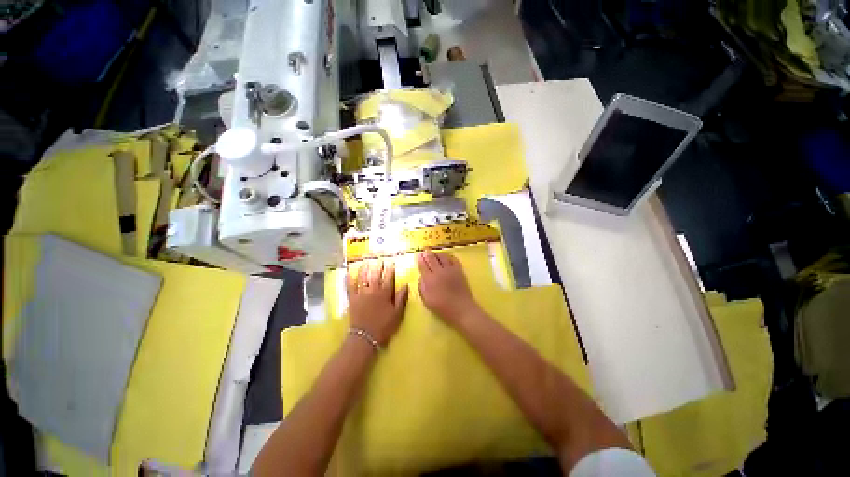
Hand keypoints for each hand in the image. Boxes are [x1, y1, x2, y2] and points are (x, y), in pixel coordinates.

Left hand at [347, 259, 408, 345]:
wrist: (365, 337)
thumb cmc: (384, 326)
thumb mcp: (397, 314)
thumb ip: (401, 298)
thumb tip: (405, 285)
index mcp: (385, 293)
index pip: (388, 278)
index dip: (390, 269)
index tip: (391, 262)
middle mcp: (373, 290)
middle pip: (375, 275)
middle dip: (378, 266)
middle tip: (379, 259)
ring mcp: (361, 294)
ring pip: (362, 278)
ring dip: (364, 269)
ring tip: (366, 262)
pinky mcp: (352, 299)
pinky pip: (350, 287)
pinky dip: (349, 280)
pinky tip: (348, 273)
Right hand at [417, 251, 480, 326]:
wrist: (461, 309)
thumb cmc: (442, 308)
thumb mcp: (426, 300)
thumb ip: (422, 287)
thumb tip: (421, 276)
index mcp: (430, 279)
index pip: (423, 265)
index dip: (419, 259)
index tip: (417, 255)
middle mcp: (439, 271)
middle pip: (432, 258)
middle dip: (427, 253)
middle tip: (424, 250)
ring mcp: (450, 270)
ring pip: (442, 257)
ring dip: (437, 254)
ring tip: (434, 253)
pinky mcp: (459, 270)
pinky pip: (453, 259)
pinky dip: (448, 256)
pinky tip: (447, 256)